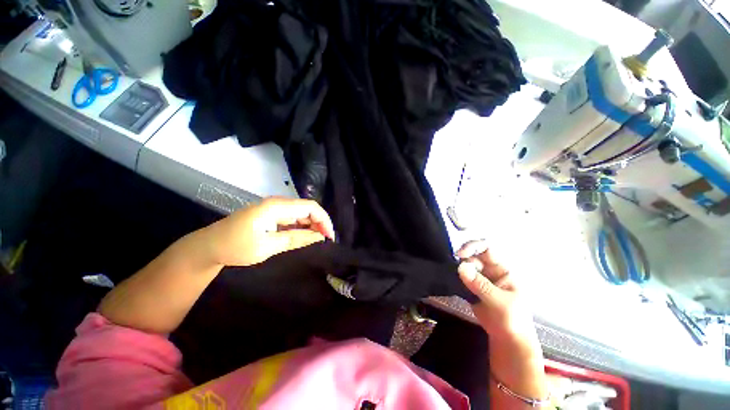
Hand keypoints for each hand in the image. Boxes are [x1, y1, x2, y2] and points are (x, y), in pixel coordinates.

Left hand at [202, 197, 334, 266]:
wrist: (209, 247)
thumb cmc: (235, 247)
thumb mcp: (268, 246)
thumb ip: (296, 239)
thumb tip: (319, 237)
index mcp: (276, 207)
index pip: (310, 207)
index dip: (324, 220)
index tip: (330, 236)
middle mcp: (278, 203)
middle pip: (308, 209)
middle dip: (320, 223)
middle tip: (326, 240)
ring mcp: (275, 208)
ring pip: (302, 213)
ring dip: (313, 225)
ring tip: (319, 240)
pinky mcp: (272, 215)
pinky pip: (293, 218)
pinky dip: (303, 227)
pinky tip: (306, 236)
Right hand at [457, 240, 536, 343]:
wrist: (509, 341)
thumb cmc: (513, 320)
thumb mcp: (499, 302)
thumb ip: (480, 284)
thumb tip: (461, 266)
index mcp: (502, 269)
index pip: (487, 248)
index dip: (473, 246)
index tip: (460, 255)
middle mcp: (490, 270)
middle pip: (472, 256)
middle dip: (463, 262)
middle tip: (458, 274)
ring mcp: (480, 279)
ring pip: (465, 266)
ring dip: (458, 271)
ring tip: (456, 281)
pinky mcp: (471, 288)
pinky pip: (461, 277)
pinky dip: (455, 278)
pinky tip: (453, 284)